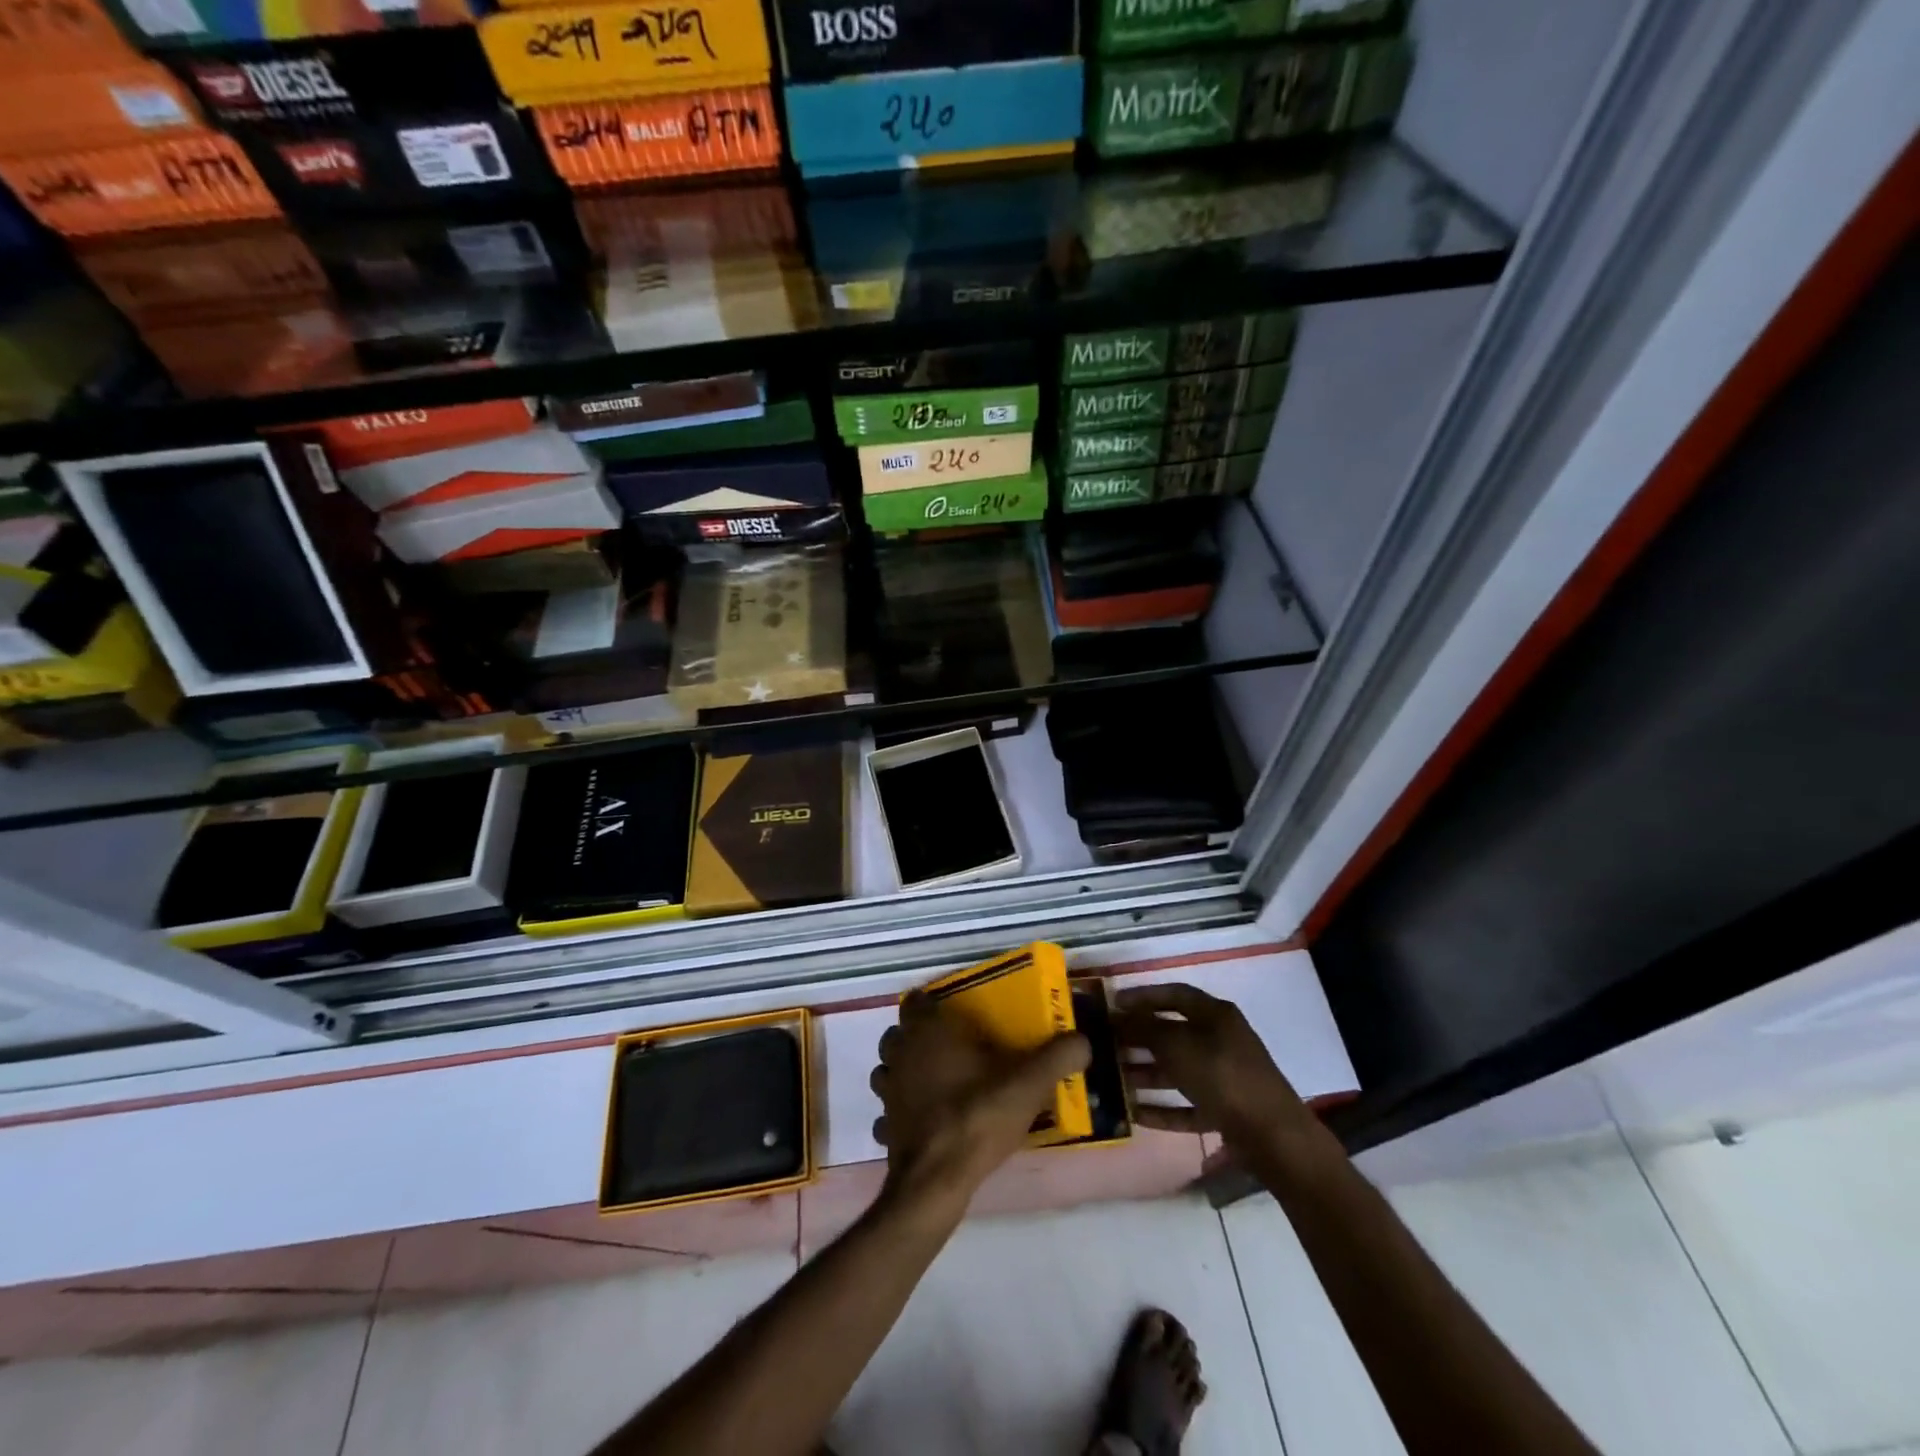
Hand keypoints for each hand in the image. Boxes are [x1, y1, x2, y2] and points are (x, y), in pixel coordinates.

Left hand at [871, 991, 1089, 1208]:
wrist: (936, 1180)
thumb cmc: (977, 1116)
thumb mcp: (1027, 1084)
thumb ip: (1057, 1057)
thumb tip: (1083, 1040)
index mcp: (929, 1032)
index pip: (917, 1000)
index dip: (934, 1004)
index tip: (957, 1014)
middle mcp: (901, 1053)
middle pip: (901, 1033)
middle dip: (921, 1036)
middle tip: (954, 1048)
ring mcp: (888, 1090)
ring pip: (889, 1067)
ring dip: (907, 1070)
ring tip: (938, 1082)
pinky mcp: (885, 1124)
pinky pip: (889, 1109)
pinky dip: (903, 1110)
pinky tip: (926, 1121)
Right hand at [1114, 984, 1316, 1150]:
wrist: (1273, 1137)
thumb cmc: (1222, 1076)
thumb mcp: (1178, 1046)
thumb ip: (1145, 1029)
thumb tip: (1120, 1016)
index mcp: (1215, 1015)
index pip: (1174, 994)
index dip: (1142, 996)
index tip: (1113, 1003)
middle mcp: (1221, 1040)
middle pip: (1173, 1033)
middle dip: (1139, 1039)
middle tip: (1107, 1045)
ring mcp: (1224, 1077)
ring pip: (1178, 1070)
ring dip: (1146, 1074)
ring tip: (1113, 1080)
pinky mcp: (1225, 1111)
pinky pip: (1187, 1105)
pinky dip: (1163, 1108)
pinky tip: (1134, 1114)